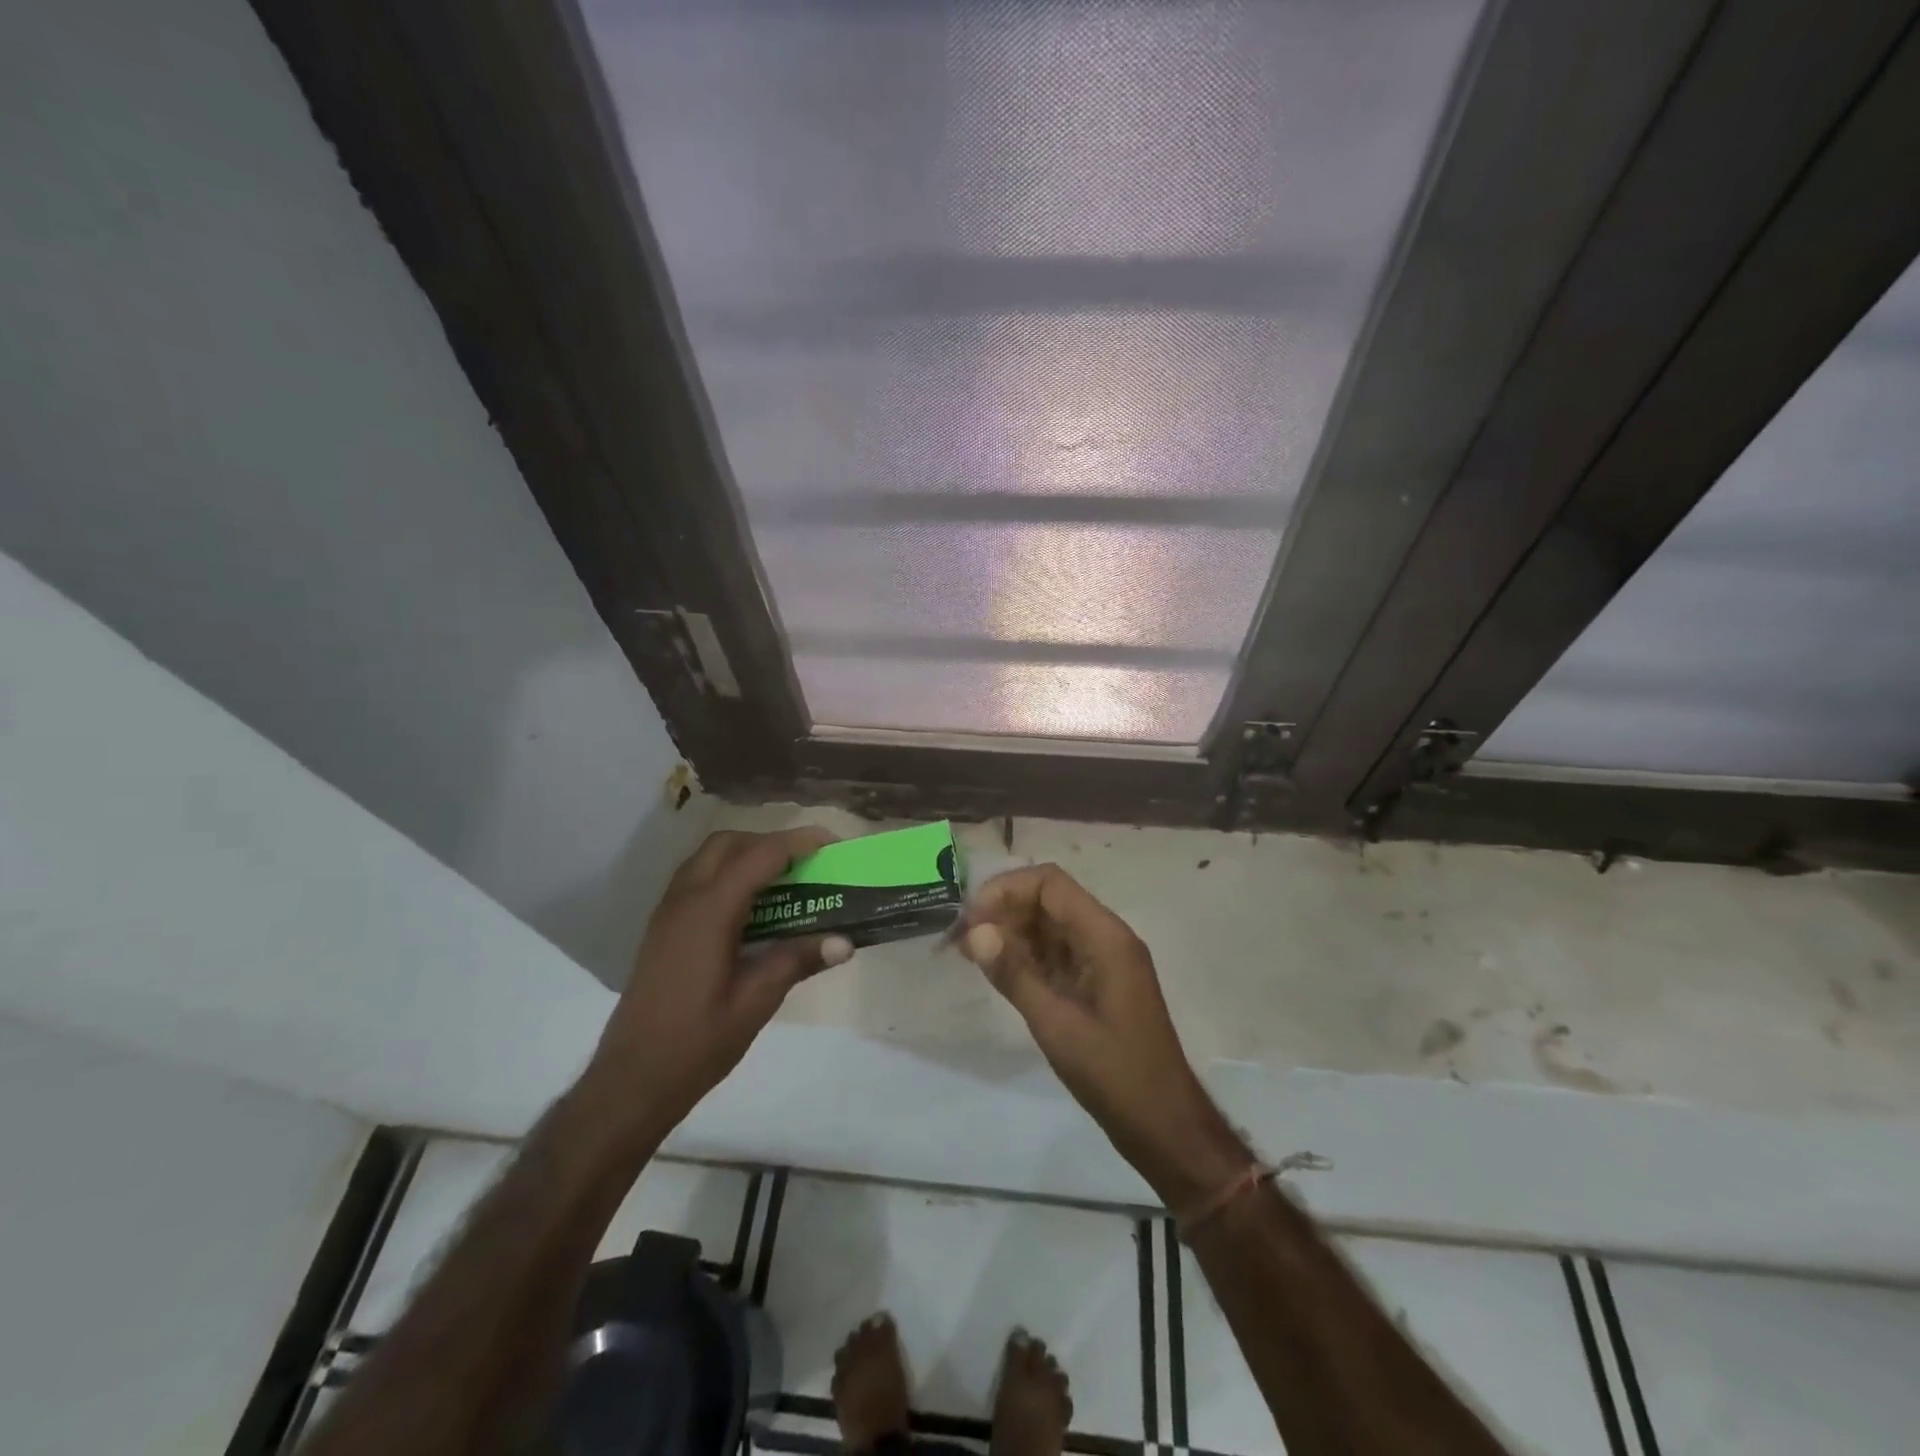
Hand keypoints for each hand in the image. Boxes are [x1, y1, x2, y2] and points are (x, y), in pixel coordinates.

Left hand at [585, 828, 853, 1140]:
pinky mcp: (662, 929)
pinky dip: (728, 875)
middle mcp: (684, 900)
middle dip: (769, 842)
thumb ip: (797, 961)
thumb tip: (844, 942)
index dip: (798, 843)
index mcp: (709, 912)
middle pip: (728, 844)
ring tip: (783, 882)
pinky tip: (751, 910)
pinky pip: (697, 880)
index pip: (759, 856)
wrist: (631, 1080)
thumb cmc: (696, 1043)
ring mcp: (668, 913)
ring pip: (708, 858)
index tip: (832, 843)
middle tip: (805, 864)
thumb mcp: (755, 1003)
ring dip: (746, 856)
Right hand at [962, 865, 1249, 1210]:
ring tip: (969, 952)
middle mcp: (1106, 938)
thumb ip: (1015, 974)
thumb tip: (975, 932)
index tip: (970, 919)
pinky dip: (1026, 955)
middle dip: (1003, 910)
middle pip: (1048, 900)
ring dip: (1011, 932)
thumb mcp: (1057, 1024)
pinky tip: (997, 970)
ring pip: (1050, 926)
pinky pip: (1057, 954)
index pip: (1050, 884)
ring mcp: (1103, 961)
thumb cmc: (1115, 1074)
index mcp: (1105, 937)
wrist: (1164, 1126)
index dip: (1006, 890)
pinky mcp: (1097, 984)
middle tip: (961, 938)